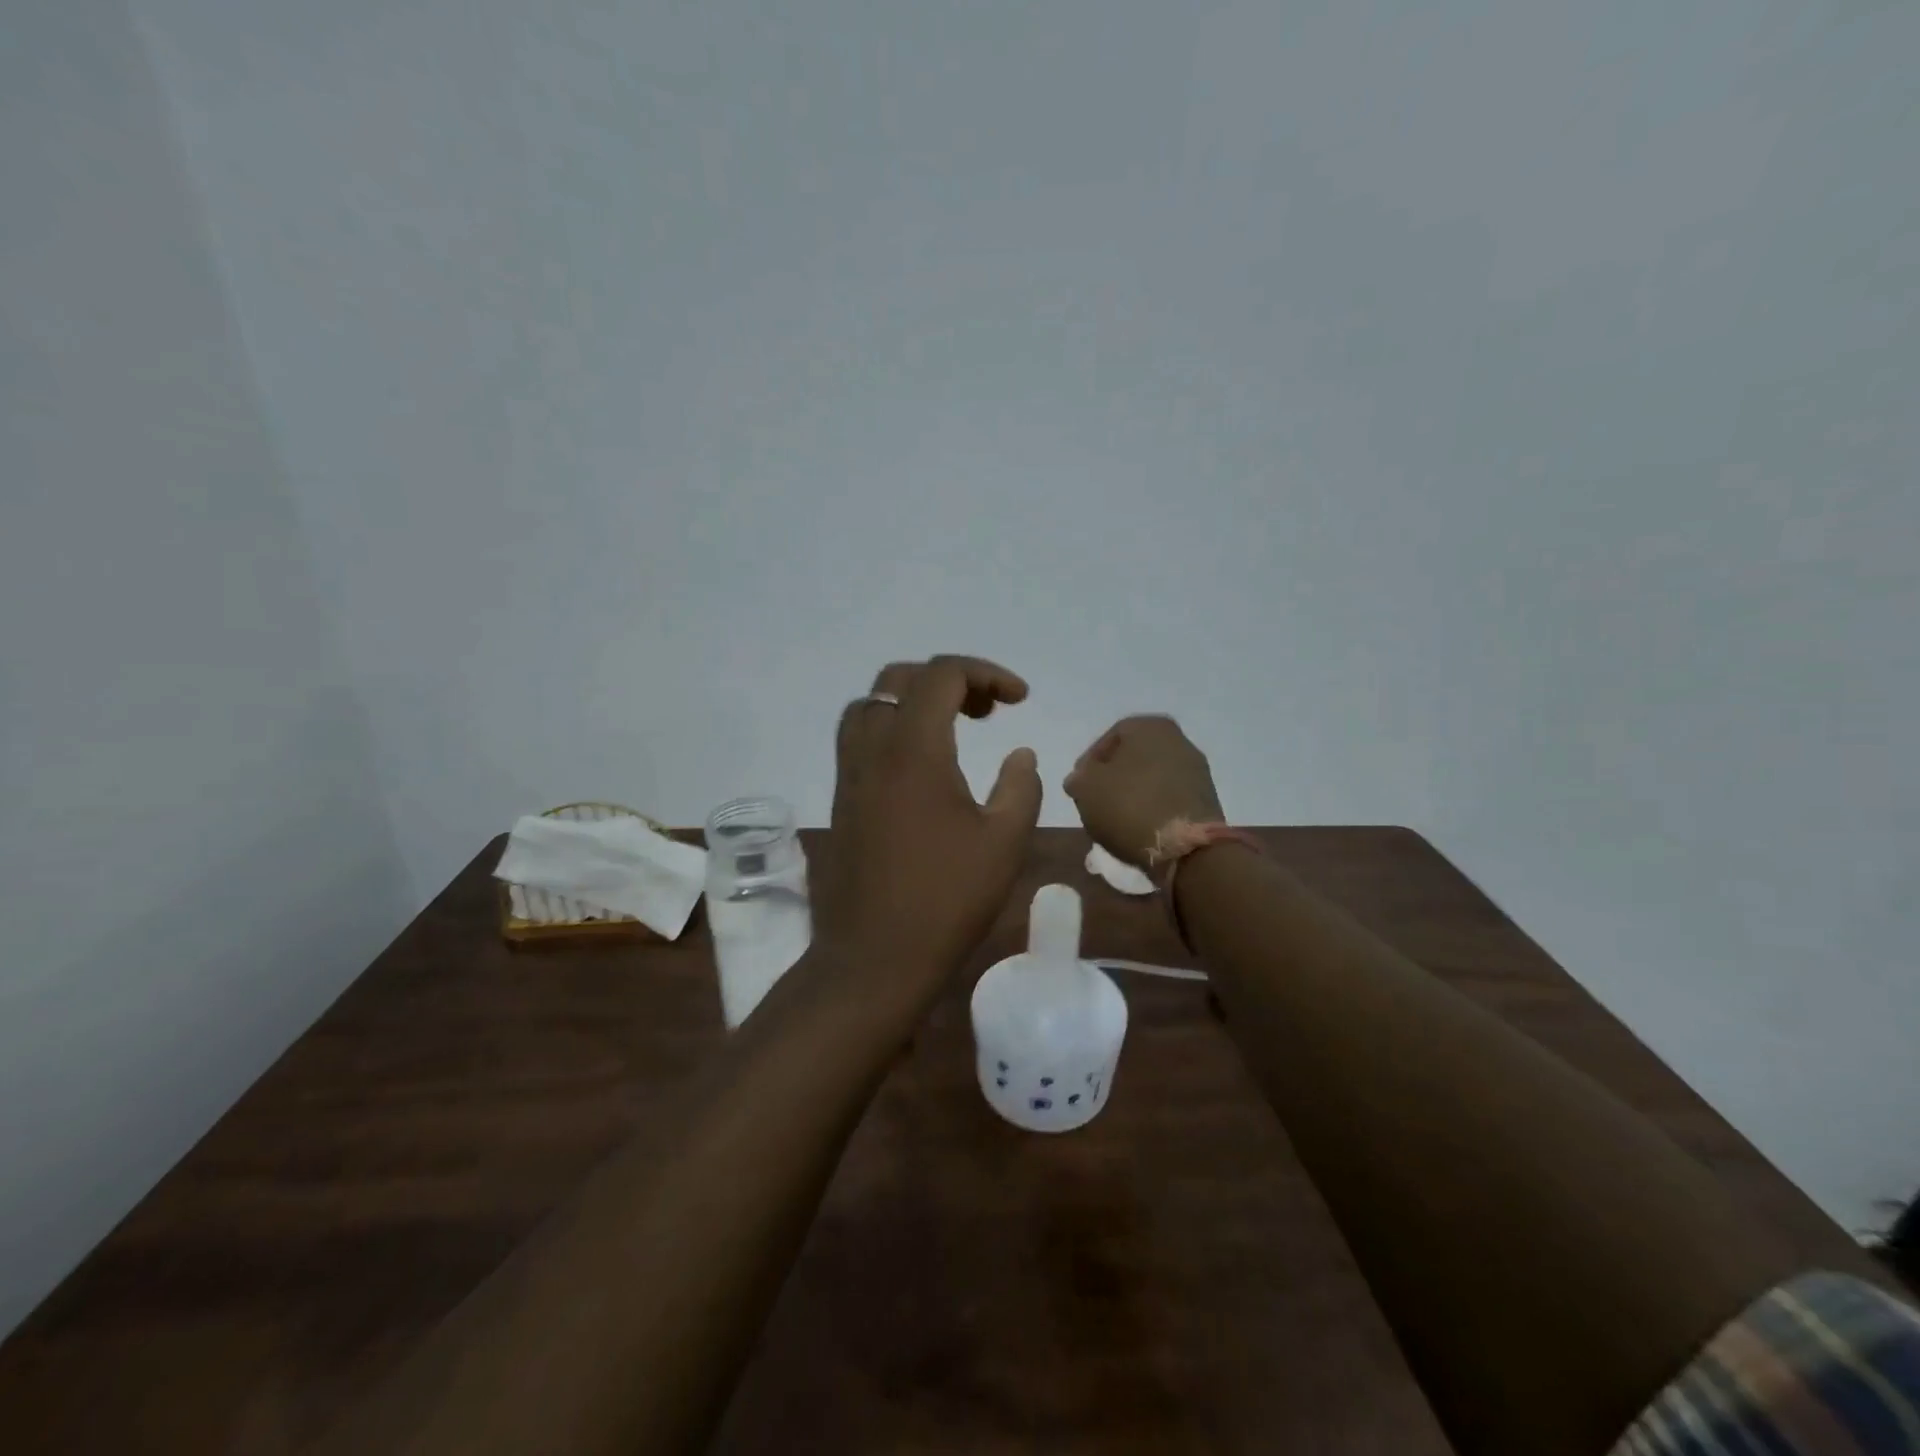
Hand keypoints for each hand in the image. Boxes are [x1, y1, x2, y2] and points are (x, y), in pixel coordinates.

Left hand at [817, 657, 1042, 1003]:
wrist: (872, 959)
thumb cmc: (945, 900)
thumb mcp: (1004, 843)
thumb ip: (1021, 787)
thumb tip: (1020, 753)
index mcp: (913, 750)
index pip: (941, 674)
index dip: (986, 673)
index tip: (1019, 700)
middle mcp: (872, 750)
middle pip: (900, 679)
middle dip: (948, 680)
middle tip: (987, 711)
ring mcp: (848, 775)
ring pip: (870, 705)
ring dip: (912, 701)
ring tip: (951, 729)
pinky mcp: (840, 801)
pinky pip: (859, 739)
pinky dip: (892, 729)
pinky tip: (921, 768)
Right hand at [1064, 715, 1224, 867]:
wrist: (1186, 848)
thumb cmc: (1129, 806)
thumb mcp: (1086, 789)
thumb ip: (1078, 778)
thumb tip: (1081, 779)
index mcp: (1149, 726)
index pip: (1110, 738)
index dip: (1089, 763)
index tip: (1079, 787)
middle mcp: (1178, 740)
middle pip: (1133, 758)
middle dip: (1112, 779)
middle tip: (1095, 802)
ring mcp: (1197, 770)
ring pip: (1151, 778)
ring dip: (1132, 795)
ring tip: (1114, 820)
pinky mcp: (1206, 799)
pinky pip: (1169, 798)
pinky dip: (1152, 809)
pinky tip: (1138, 828)